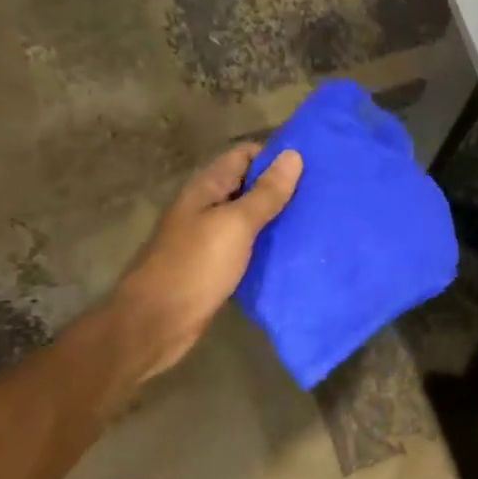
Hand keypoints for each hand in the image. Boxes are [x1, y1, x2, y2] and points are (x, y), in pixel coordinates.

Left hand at [108, 142, 302, 389]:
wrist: (155, 323)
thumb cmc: (195, 266)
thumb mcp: (236, 224)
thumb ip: (265, 193)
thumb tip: (293, 155)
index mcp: (207, 187)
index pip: (245, 155)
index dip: (276, 155)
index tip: (313, 165)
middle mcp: (207, 206)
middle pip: (249, 185)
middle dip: (282, 186)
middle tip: (322, 193)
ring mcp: (209, 237)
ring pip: (249, 217)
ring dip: (277, 217)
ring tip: (316, 220)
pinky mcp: (215, 265)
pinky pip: (247, 245)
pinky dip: (267, 244)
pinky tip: (293, 250)